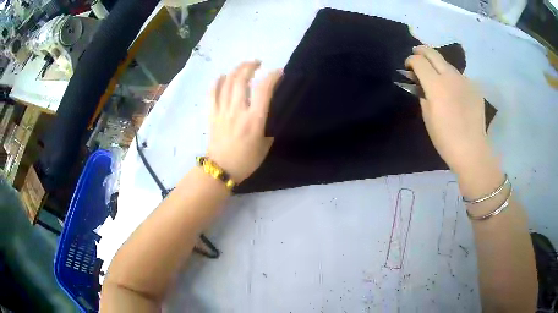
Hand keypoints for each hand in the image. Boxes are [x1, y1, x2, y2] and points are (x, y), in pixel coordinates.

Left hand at [207, 61, 281, 182]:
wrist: (220, 170)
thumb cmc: (245, 161)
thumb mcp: (265, 145)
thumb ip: (268, 126)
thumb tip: (268, 113)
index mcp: (254, 120)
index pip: (263, 90)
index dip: (272, 76)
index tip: (278, 72)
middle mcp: (237, 111)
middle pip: (241, 80)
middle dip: (250, 66)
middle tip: (257, 63)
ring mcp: (222, 111)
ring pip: (227, 83)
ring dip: (236, 70)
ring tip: (243, 66)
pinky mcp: (211, 114)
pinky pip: (212, 93)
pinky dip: (216, 82)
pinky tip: (222, 76)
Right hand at [405, 46, 492, 174]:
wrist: (472, 150)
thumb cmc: (445, 138)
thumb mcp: (427, 117)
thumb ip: (423, 95)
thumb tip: (421, 84)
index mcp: (436, 85)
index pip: (419, 61)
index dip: (410, 60)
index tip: (408, 67)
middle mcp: (451, 77)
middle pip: (433, 54)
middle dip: (422, 51)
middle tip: (417, 55)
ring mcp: (465, 81)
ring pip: (448, 65)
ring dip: (439, 66)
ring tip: (437, 76)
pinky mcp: (474, 88)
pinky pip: (460, 77)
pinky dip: (453, 79)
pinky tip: (454, 92)